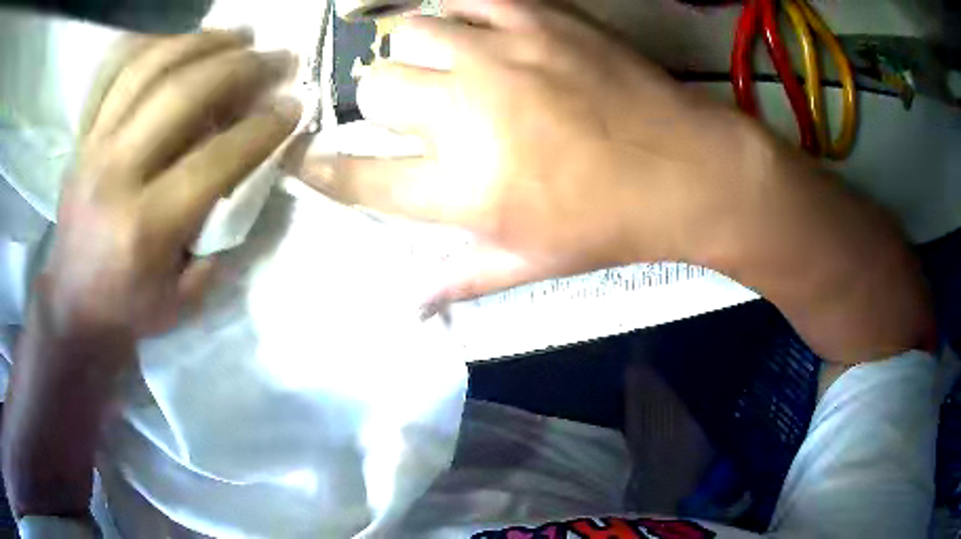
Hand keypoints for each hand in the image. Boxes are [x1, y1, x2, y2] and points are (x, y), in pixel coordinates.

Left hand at [44, 30, 300, 338]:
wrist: (71, 306)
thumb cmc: (129, 309)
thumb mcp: (185, 297)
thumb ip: (220, 236)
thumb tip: (251, 174)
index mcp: (145, 226)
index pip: (214, 159)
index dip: (262, 127)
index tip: (294, 105)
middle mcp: (115, 174)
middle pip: (181, 95)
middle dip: (239, 67)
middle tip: (276, 56)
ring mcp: (93, 147)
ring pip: (148, 68)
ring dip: (200, 41)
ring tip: (237, 34)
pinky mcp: (83, 137)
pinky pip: (115, 72)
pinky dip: (152, 45)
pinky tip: (181, 40)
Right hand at [288, 0, 758, 305]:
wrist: (684, 169)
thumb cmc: (609, 224)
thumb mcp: (532, 265)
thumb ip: (460, 279)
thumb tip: (407, 306)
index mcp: (462, 187)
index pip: (360, 175)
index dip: (324, 168)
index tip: (308, 160)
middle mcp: (465, 114)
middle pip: (376, 89)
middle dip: (381, 101)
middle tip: (412, 107)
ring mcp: (500, 54)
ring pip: (410, 32)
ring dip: (414, 50)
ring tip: (442, 63)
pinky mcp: (536, 18)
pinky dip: (455, 10)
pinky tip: (468, 25)